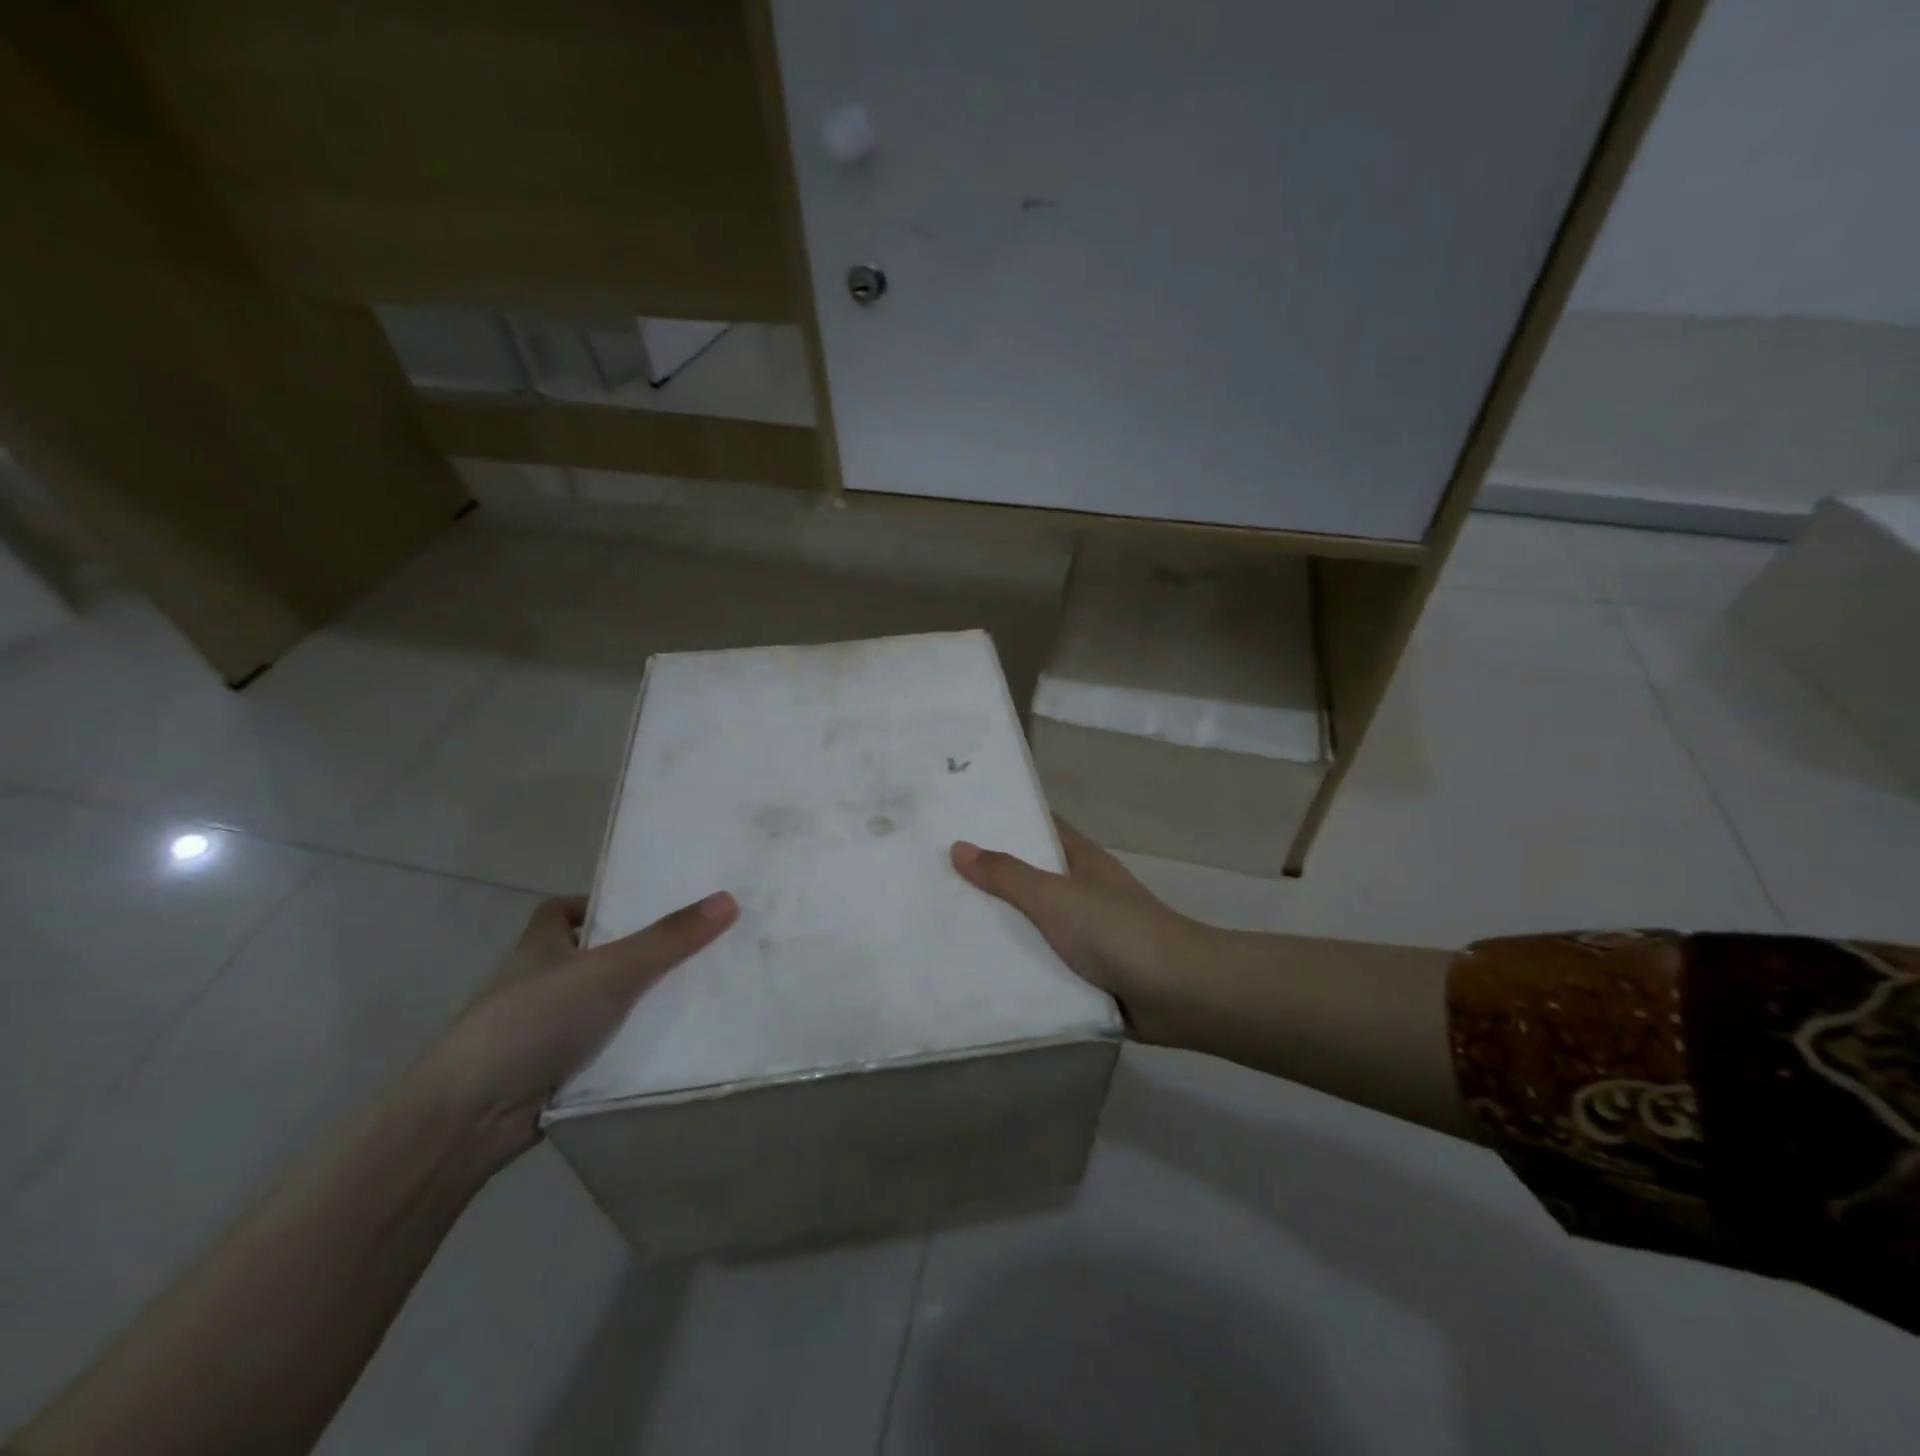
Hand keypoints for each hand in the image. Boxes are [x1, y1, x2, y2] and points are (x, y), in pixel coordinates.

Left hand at [417, 891, 737, 1167]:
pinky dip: (633, 1046)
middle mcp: (541, 983)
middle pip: (595, 956)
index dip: (600, 904)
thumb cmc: (532, 1022)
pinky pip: (607, 1047)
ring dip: (642, 1003)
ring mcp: (546, 1030)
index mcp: (541, 947)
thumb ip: (668, 938)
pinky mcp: (557, 1072)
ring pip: (605, 1005)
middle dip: (639, 954)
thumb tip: (728, 899)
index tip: (646, 908)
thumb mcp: (609, 970)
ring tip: (702, 991)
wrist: (469, 1119)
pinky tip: (676, 1044)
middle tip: (695, 948)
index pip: (562, 910)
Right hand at [950, 820, 1212, 1043]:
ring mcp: (1087, 933)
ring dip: (1000, 925)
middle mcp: (1083, 890)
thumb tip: (958, 847)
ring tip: (942, 923)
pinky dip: (1018, 964)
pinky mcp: (1088, 972)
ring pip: (1034, 922)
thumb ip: (1007, 875)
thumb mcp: (1055, 897)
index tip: (958, 819)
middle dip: (990, 877)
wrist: (1180, 994)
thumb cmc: (1117, 932)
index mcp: (1081, 861)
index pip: (1038, 827)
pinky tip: (977, 970)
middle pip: (1030, 875)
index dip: (1003, 820)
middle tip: (933, 875)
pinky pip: (1043, 961)